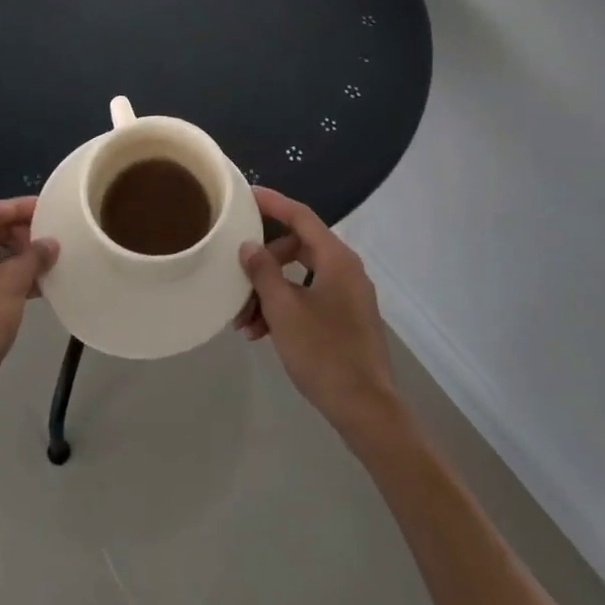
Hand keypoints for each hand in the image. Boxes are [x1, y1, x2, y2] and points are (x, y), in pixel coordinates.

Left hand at [0, 197, 57, 431]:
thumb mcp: (11, 283)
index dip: (20, 207)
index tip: (48, 208)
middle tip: (47, 240)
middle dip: (17, 235)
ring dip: (12, 261)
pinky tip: (29, 293)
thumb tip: (50, 243)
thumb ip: (33, 257)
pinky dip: (1, 282)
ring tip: (43, 266)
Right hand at [235, 187, 398, 441]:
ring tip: (244, 320)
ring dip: (270, 291)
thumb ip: (263, 271)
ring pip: (300, 277)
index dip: (273, 202)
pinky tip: (262, 333)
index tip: (246, 194)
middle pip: (298, 248)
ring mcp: (348, 296)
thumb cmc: (324, 353)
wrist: (366, 410)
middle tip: (238, 274)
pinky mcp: (346, 320)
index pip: (301, 216)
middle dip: (264, 261)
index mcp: (336, 259)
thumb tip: (249, 245)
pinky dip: (285, 307)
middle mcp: (346, 270)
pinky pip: (309, 298)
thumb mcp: (284, 309)